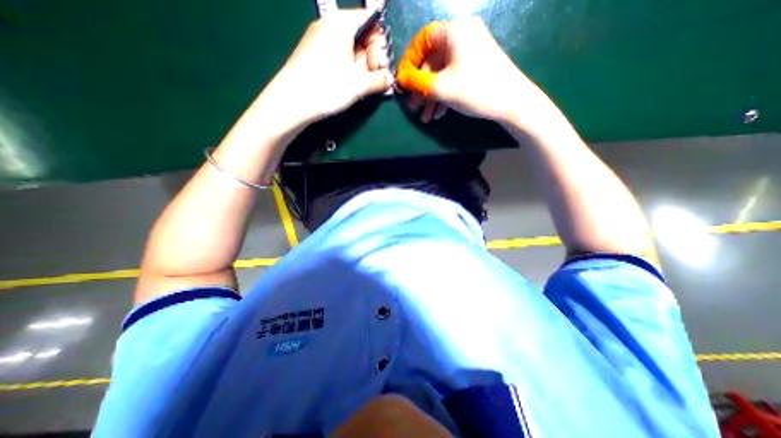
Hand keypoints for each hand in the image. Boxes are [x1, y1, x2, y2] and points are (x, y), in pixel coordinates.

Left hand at [259, 9, 392, 127]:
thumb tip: (389, 79)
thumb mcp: (360, 84)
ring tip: (359, 87)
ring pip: (349, 49)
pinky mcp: (313, 55)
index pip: (372, 21)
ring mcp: (319, 40)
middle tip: (370, 81)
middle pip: (361, 36)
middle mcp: (329, 25)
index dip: (380, 45)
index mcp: (341, 23)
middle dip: (370, 59)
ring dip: (360, 68)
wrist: (292, 101)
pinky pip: (338, 57)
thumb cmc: (328, 86)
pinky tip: (347, 86)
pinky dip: (347, 70)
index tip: (378, 67)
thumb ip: (380, 80)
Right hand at [397, 18, 546, 124]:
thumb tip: (401, 79)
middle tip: (414, 107)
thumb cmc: (474, 90)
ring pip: (443, 73)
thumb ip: (416, 82)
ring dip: (432, 96)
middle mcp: (463, 36)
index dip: (409, 61)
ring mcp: (472, 52)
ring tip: (426, 118)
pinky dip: (445, 95)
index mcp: (454, 31)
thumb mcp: (440, 87)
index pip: (423, 40)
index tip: (403, 81)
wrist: (512, 102)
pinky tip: (439, 114)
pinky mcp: (477, 66)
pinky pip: (454, 77)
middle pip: (433, 60)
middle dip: (421, 87)